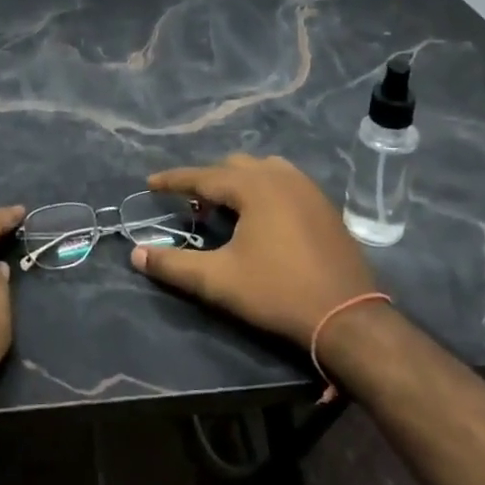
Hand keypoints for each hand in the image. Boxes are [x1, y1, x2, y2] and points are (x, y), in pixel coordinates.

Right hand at [133, 155, 377, 347]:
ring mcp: (307, 187)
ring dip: (238, 182)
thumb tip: (136, 253)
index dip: (174, 180)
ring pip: (262, 170)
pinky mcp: (324, 205)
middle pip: (234, 167)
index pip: (203, 176)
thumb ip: (174, 265)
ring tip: (225, 208)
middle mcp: (281, 176)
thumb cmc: (278, 292)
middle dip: (208, 181)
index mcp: (254, 186)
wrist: (347, 316)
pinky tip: (261, 217)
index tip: (150, 183)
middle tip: (190, 205)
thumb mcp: (219, 281)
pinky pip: (284, 182)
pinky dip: (263, 190)